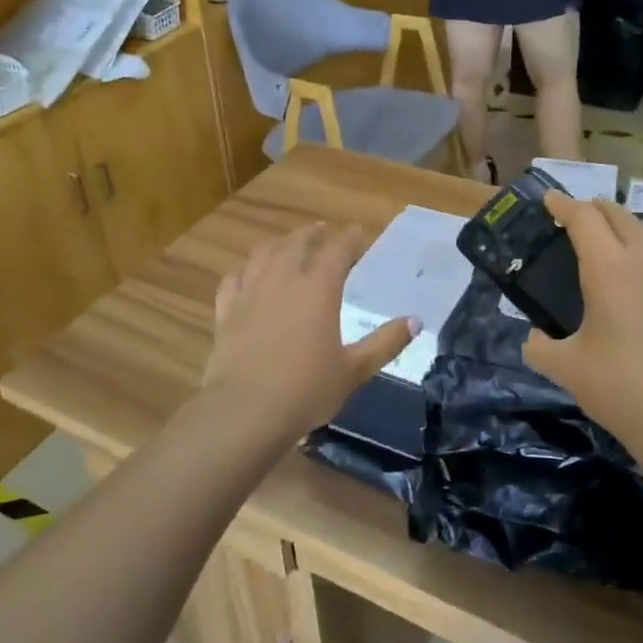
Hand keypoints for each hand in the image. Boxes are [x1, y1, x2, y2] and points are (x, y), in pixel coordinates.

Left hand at [203, 223, 417, 441]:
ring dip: (280, 244)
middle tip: (325, 231)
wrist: (246, 410)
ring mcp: (250, 293)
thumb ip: (385, 342)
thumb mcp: (355, 369)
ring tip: (288, 244)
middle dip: (314, 234)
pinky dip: (244, 270)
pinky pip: (233, 279)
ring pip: (264, 254)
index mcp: (318, 289)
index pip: (337, 250)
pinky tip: (247, 274)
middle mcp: (283, 280)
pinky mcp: (226, 312)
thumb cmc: (307, 389)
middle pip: (298, 243)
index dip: (349, 238)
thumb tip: (415, 321)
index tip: (359, 232)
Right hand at [523, 194, 642, 461]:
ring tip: (626, 243)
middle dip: (595, 210)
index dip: (563, 205)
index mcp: (609, 268)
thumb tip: (535, 339)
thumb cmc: (618, 387)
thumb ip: (540, 347)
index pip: (583, 218)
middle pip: (620, 214)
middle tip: (579, 219)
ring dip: (638, 224)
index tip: (550, 199)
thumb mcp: (565, 368)